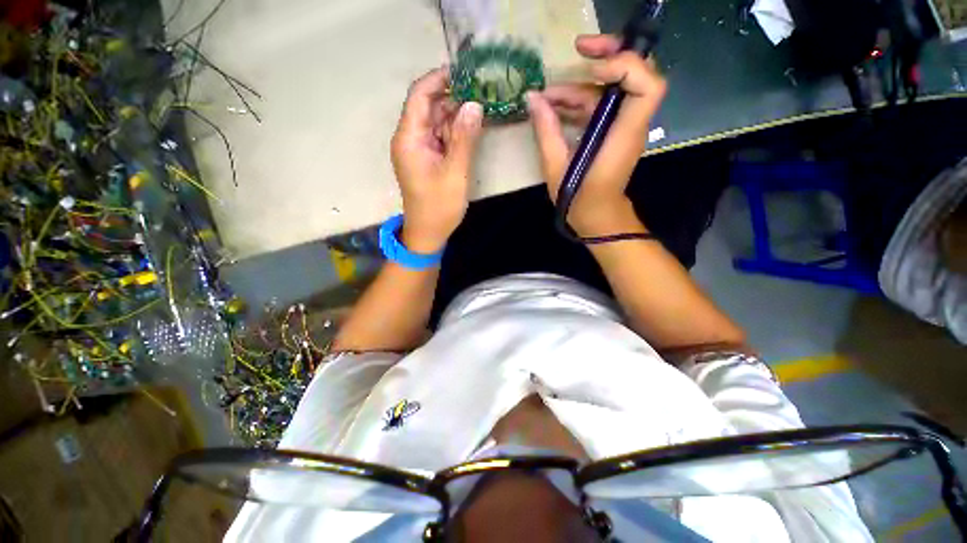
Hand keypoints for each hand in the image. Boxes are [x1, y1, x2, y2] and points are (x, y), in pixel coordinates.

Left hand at [391, 68, 483, 253]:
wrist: (428, 233)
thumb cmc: (439, 207)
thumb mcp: (455, 173)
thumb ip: (464, 138)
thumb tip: (474, 104)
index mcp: (409, 139)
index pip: (420, 96)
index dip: (439, 79)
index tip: (465, 72)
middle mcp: (410, 139)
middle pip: (429, 107)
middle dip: (453, 97)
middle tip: (481, 90)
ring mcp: (418, 149)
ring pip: (437, 122)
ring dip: (457, 115)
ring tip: (482, 106)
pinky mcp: (427, 159)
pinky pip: (440, 137)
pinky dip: (455, 132)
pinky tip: (472, 128)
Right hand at [527, 34, 665, 235]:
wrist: (598, 218)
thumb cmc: (580, 200)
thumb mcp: (557, 169)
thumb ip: (546, 132)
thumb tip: (532, 99)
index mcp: (622, 135)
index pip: (647, 85)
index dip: (625, 65)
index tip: (591, 67)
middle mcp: (629, 125)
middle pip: (635, 74)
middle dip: (608, 54)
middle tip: (577, 48)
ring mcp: (622, 127)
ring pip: (609, 90)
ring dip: (579, 86)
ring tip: (545, 97)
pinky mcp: (612, 132)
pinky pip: (599, 106)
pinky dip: (578, 102)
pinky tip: (553, 108)